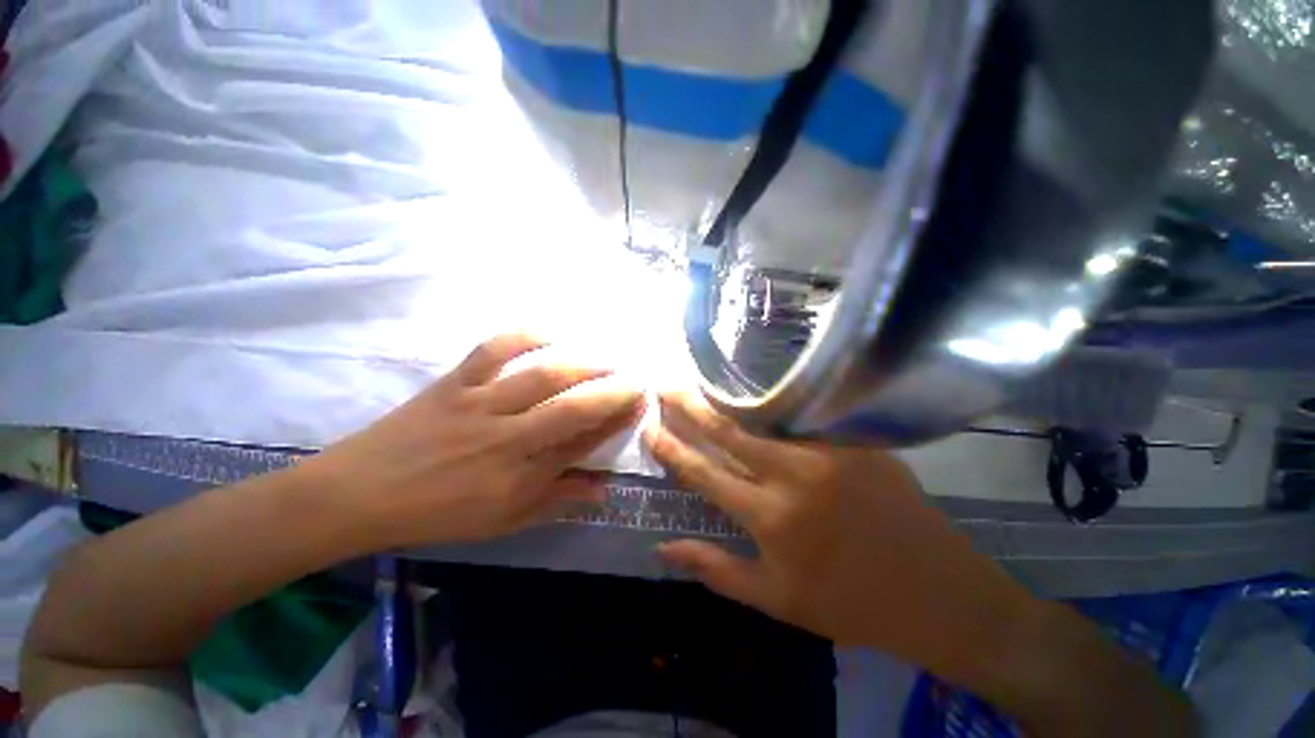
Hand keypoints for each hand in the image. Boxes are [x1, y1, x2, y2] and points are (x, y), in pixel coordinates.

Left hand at [313, 334, 643, 547]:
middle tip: (635, 381)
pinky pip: (492, 351)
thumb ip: (557, 502)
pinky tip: (548, 335)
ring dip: (582, 366)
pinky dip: (523, 337)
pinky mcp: (455, 383)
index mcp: (519, 476)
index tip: (639, 406)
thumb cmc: (437, 514)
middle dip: (612, 393)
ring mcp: (480, 404)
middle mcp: (507, 438)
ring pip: (542, 378)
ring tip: (606, 361)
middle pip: (572, 409)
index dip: (616, 423)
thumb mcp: (502, 522)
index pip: (583, 444)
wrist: (360, 493)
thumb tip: (603, 489)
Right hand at [643, 393, 1032, 673]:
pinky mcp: (854, 439)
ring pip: (760, 414)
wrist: (940, 593)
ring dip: (722, 398)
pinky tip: (749, 392)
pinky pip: (798, 415)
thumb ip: (715, 570)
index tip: (648, 427)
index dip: (671, 449)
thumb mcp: (777, 601)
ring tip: (695, 382)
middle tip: (663, 386)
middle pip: (727, 430)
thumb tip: (662, 547)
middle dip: (688, 405)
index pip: (704, 473)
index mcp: (771, 517)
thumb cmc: (851, 604)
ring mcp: (828, 451)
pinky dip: (766, 403)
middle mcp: (794, 475)